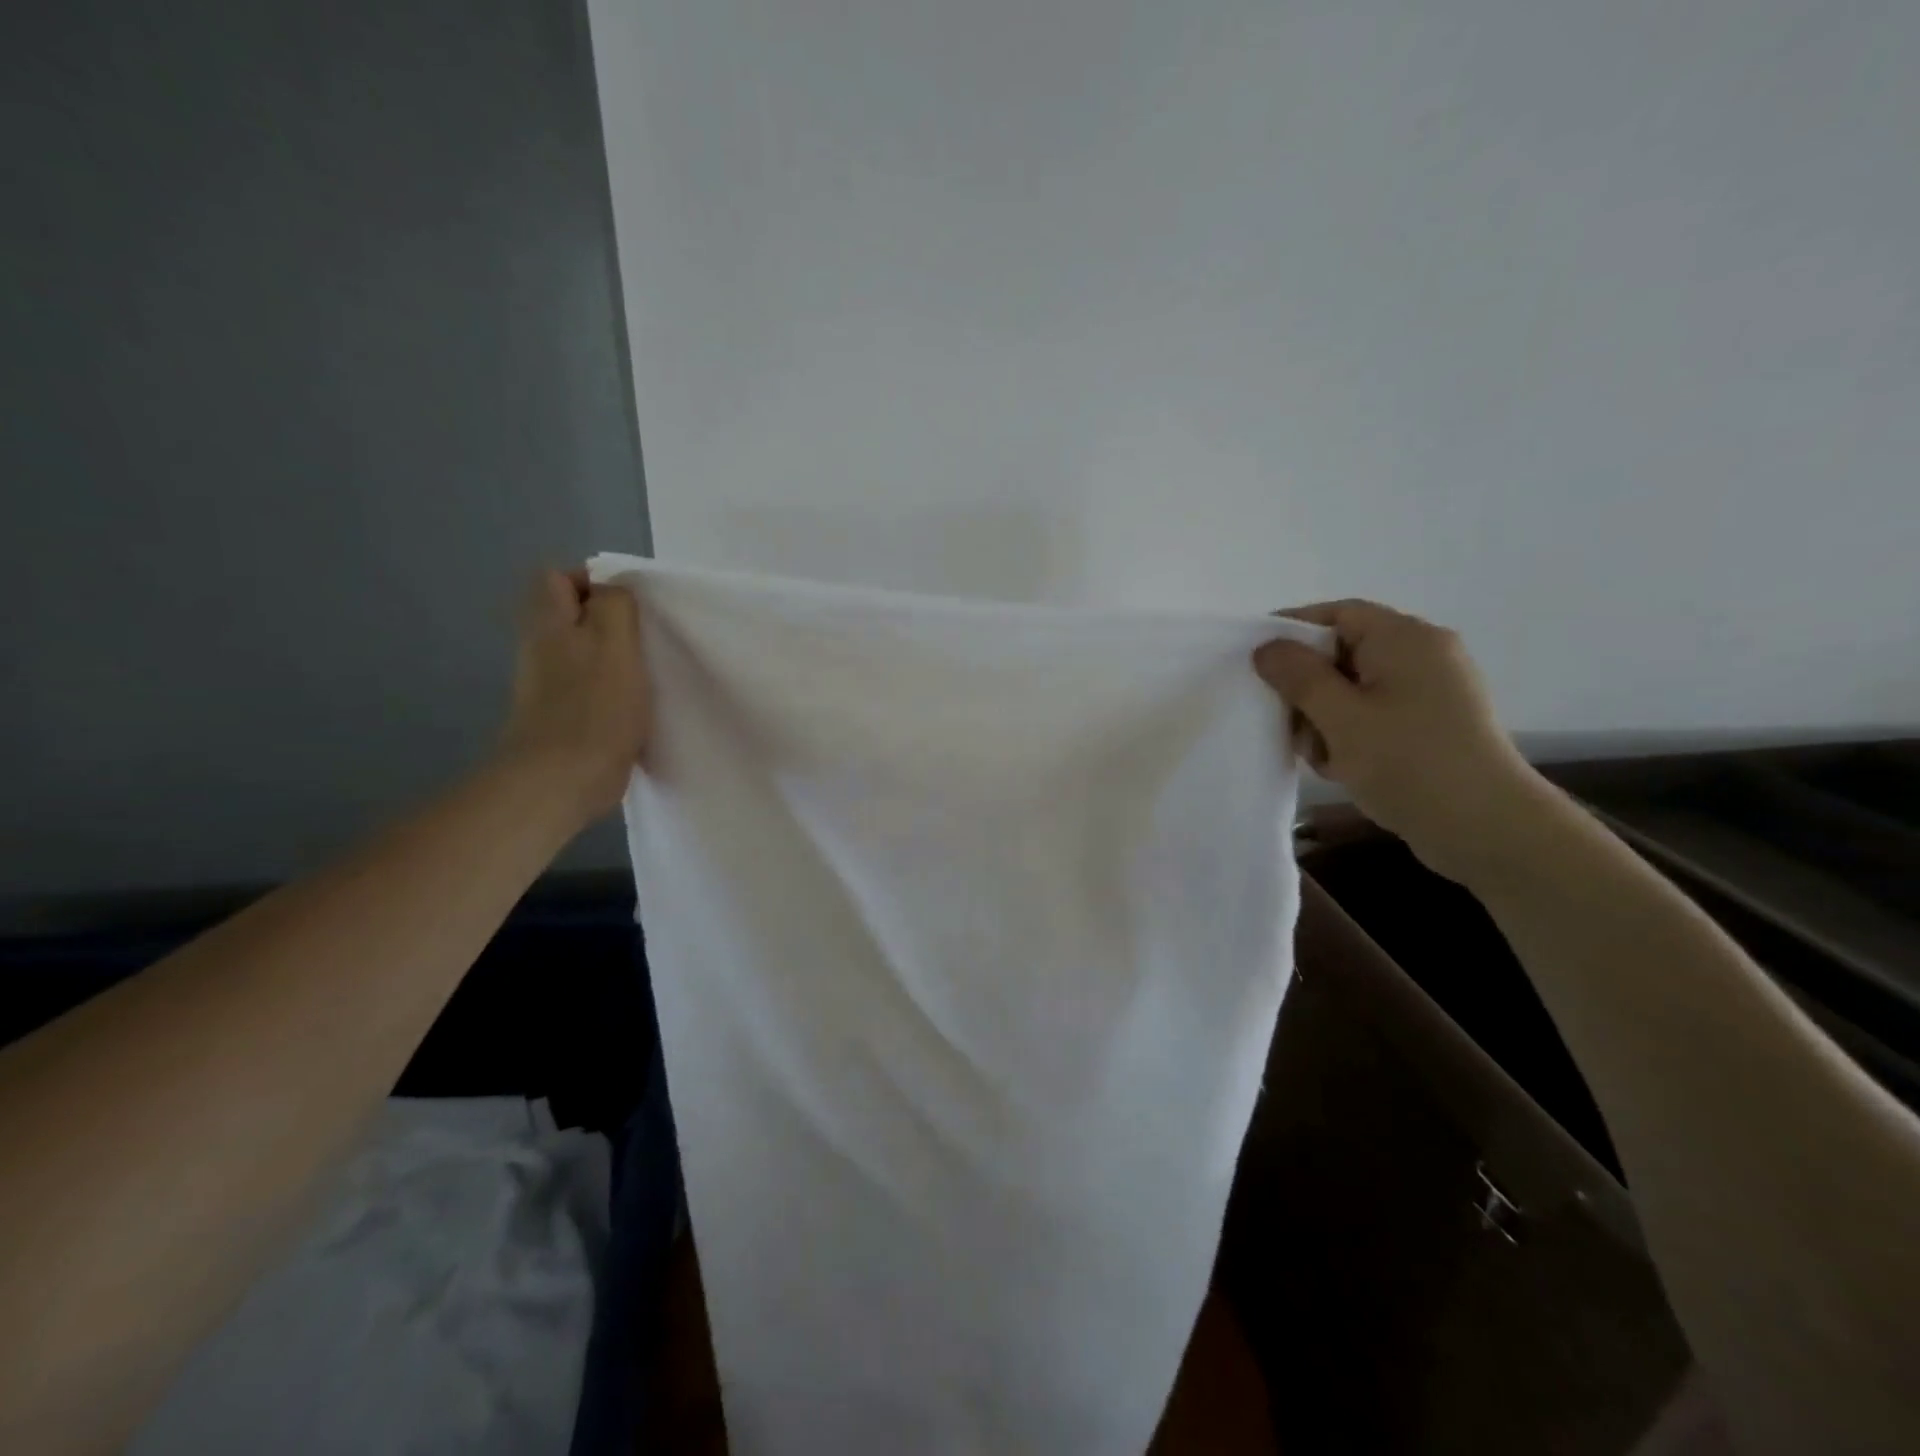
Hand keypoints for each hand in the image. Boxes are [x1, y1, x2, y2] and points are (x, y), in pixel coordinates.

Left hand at [498, 568, 650, 823]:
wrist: (562, 780)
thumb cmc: (594, 706)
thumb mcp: (614, 641)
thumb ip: (615, 605)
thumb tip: (613, 591)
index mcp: (549, 623)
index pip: (560, 578)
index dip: (596, 583)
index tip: (634, 606)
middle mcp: (540, 648)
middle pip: (574, 617)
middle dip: (611, 623)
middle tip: (645, 640)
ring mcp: (548, 686)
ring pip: (584, 654)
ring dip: (616, 659)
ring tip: (648, 673)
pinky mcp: (563, 717)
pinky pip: (590, 689)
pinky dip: (613, 692)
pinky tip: (636, 707)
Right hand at [1253, 599, 1549, 882]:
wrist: (1486, 828)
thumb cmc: (1408, 761)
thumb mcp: (1340, 717)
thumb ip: (1298, 676)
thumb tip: (1267, 646)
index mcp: (1405, 639)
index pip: (1337, 614)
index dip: (1291, 630)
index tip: (1253, 658)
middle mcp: (1423, 655)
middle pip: (1343, 652)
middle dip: (1307, 686)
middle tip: (1282, 719)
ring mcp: (1431, 691)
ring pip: (1354, 688)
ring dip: (1324, 716)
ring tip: (1318, 755)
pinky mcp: (1432, 725)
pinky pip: (1375, 713)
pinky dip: (1350, 733)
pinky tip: (1340, 766)